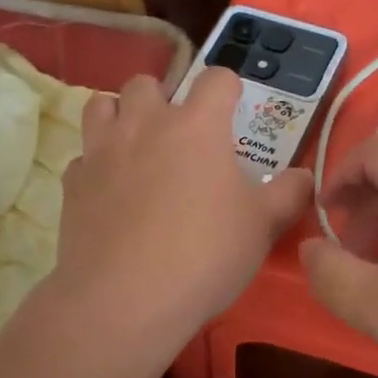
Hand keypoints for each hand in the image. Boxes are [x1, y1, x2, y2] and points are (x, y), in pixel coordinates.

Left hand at [45, 69, 311, 376]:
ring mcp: (103, 150)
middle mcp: (146, 124)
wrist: (124, 299)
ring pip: (103, 105)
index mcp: (197, 126)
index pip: (216, 78)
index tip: (233, 110)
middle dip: (164, 98)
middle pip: (147, 82)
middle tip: (179, 134)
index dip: (228, 88)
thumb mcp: (262, 227)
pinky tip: (110, 191)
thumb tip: (304, 177)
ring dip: (121, 116)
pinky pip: (84, 156)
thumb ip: (289, 194)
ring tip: (136, 146)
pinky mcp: (73, 182)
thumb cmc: (204, 255)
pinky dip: (97, 164)